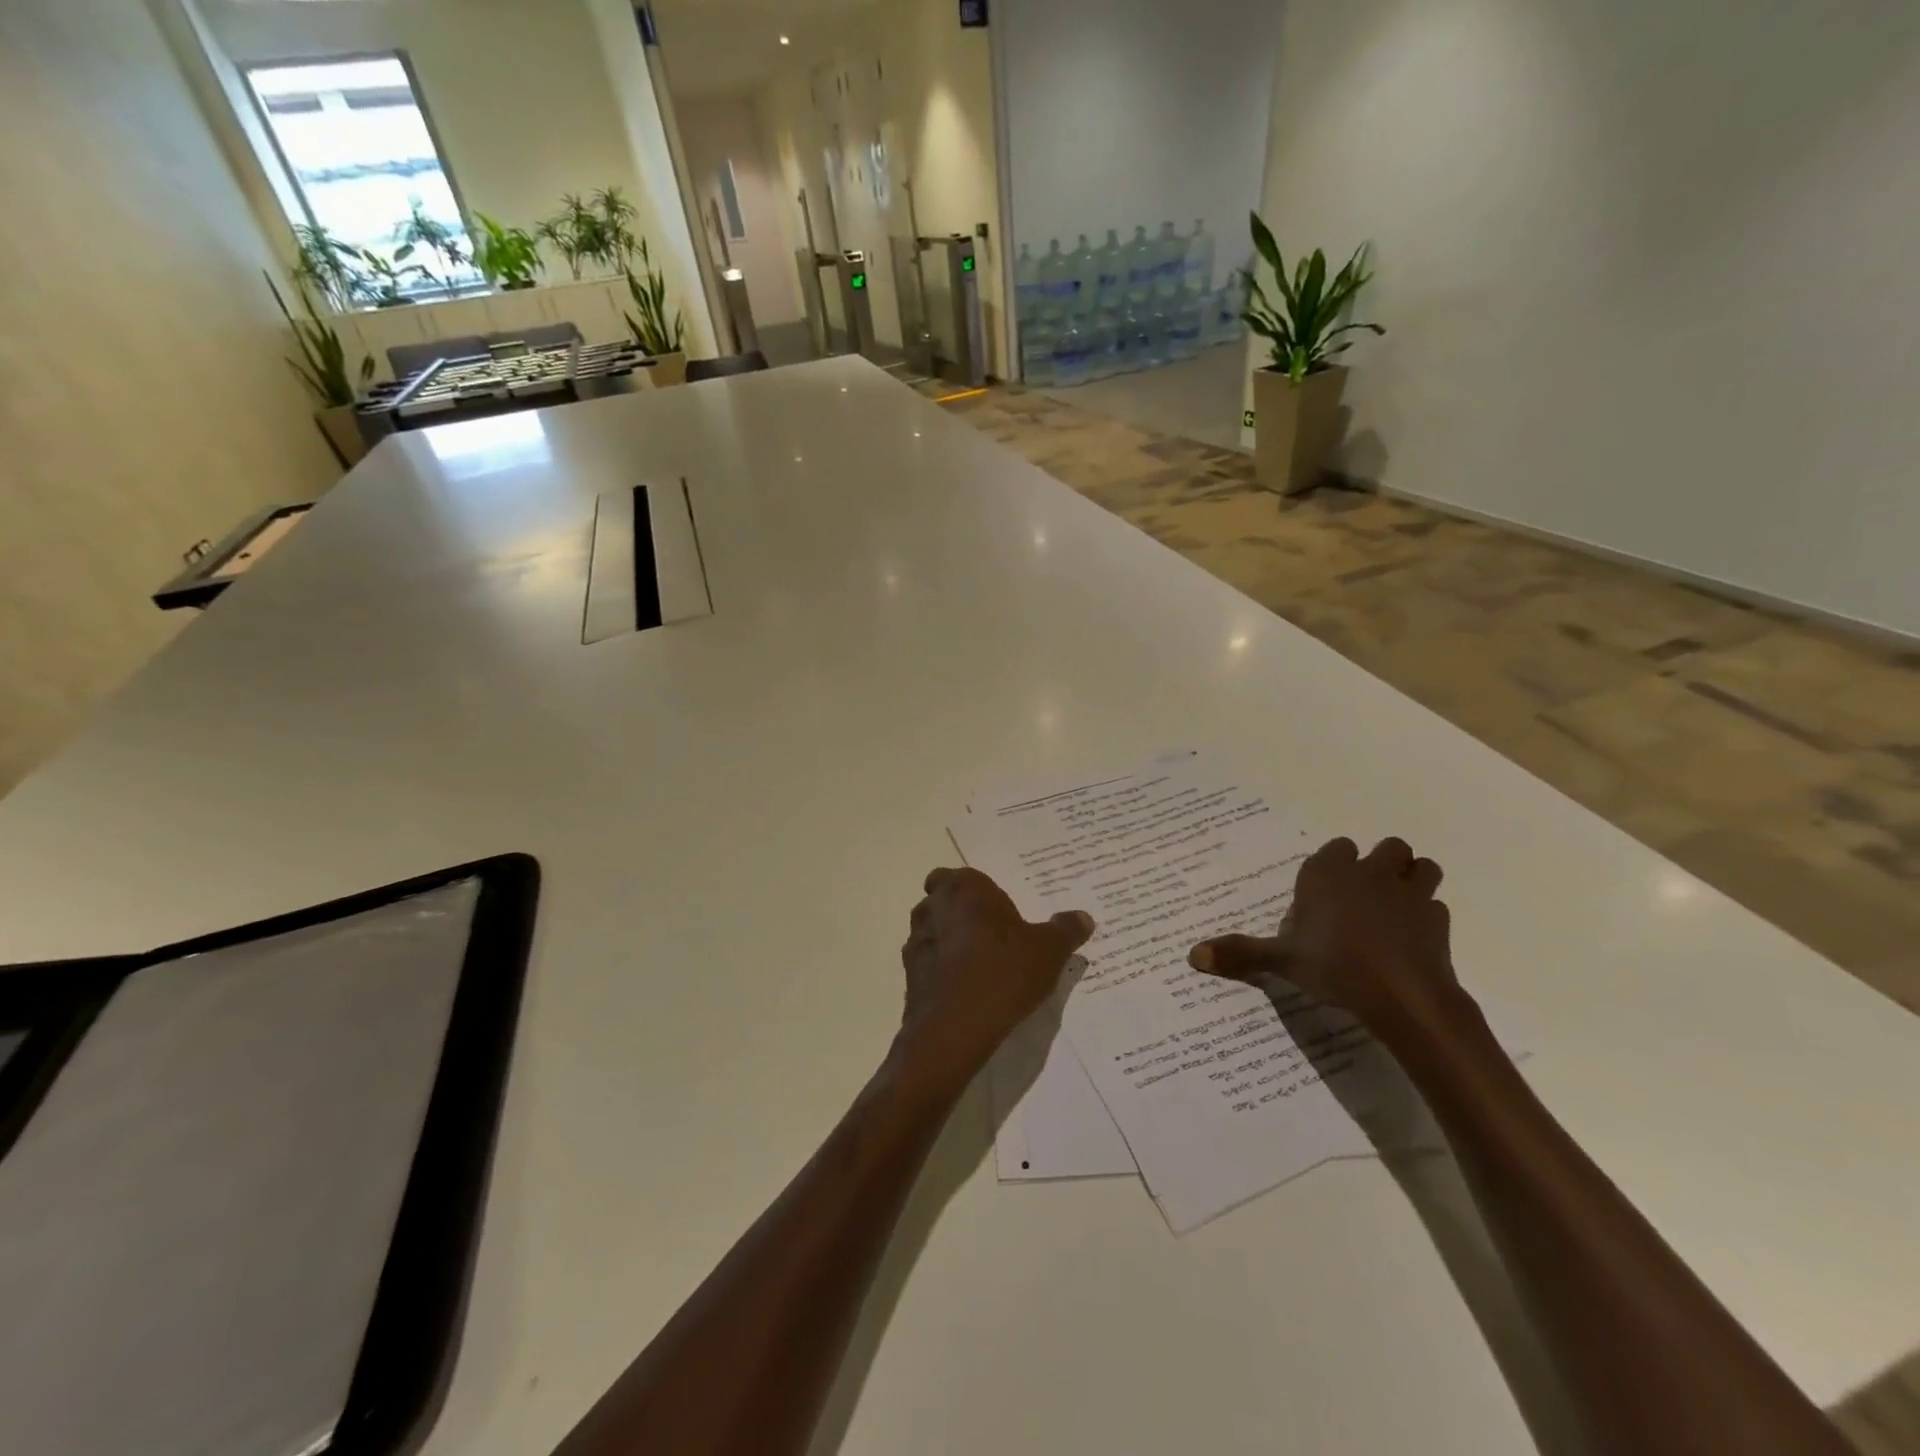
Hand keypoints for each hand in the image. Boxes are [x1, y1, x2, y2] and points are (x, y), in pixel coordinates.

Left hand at [896, 868, 1094, 1083]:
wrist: (955, 1028)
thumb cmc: (1003, 973)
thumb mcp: (1048, 951)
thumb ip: (1065, 930)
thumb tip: (1083, 917)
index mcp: (964, 887)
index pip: (964, 876)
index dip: (980, 892)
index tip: (1000, 912)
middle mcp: (933, 905)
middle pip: (944, 899)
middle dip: (962, 912)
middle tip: (993, 936)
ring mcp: (915, 939)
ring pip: (933, 929)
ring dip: (950, 940)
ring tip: (980, 965)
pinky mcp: (908, 973)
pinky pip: (928, 961)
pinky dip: (941, 968)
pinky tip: (965, 989)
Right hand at [1187, 837, 1459, 1031]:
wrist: (1403, 996)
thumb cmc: (1334, 966)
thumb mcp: (1281, 961)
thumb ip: (1241, 954)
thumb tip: (1192, 955)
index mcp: (1329, 874)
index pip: (1335, 848)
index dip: (1332, 865)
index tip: (1323, 891)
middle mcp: (1370, 873)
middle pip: (1387, 847)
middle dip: (1380, 863)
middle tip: (1363, 895)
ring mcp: (1409, 894)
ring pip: (1422, 867)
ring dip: (1413, 880)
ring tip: (1396, 907)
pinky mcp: (1438, 921)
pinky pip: (1436, 907)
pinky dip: (1427, 917)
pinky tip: (1412, 939)